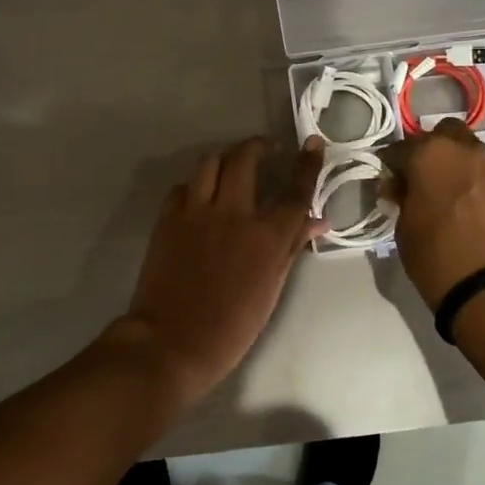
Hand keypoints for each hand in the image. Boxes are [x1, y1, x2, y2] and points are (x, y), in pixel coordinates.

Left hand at [114, 138, 323, 407]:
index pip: (295, 191)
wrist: (172, 341)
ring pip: (211, 163)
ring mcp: (196, 212)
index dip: (307, 164)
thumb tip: (317, 221)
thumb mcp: (272, 289)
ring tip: (233, 164)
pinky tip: (201, 196)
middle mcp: (233, 214)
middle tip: (266, 149)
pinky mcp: (168, 218)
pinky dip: (197, 185)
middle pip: (246, 159)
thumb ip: (292, 248)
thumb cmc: (232, 326)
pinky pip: (184, 186)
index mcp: (266, 237)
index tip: (312, 143)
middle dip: (258, 145)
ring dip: (226, 157)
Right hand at [380, 120, 484, 308]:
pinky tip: (466, 204)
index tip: (387, 177)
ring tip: (445, 191)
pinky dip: (474, 180)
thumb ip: (402, 198)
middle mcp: (464, 150)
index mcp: (430, 154)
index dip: (391, 163)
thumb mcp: (404, 228)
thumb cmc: (435, 256)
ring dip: (455, 162)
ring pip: (469, 150)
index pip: (401, 148)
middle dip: (430, 149)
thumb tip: (399, 186)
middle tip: (419, 176)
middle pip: (443, 134)